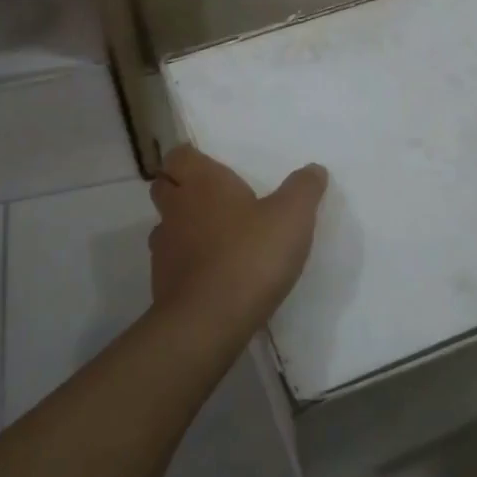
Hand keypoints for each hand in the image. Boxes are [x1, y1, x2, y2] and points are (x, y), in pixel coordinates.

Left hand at [149, 145, 328, 323]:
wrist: (209, 321)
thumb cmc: (250, 255)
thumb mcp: (292, 217)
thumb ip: (304, 189)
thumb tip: (314, 169)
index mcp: (202, 183)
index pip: (179, 155)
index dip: (190, 158)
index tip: (209, 165)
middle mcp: (176, 209)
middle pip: (164, 186)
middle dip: (182, 188)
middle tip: (213, 198)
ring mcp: (164, 248)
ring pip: (165, 226)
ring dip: (183, 226)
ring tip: (214, 237)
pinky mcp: (162, 283)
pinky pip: (172, 262)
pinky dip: (187, 262)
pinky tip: (212, 274)